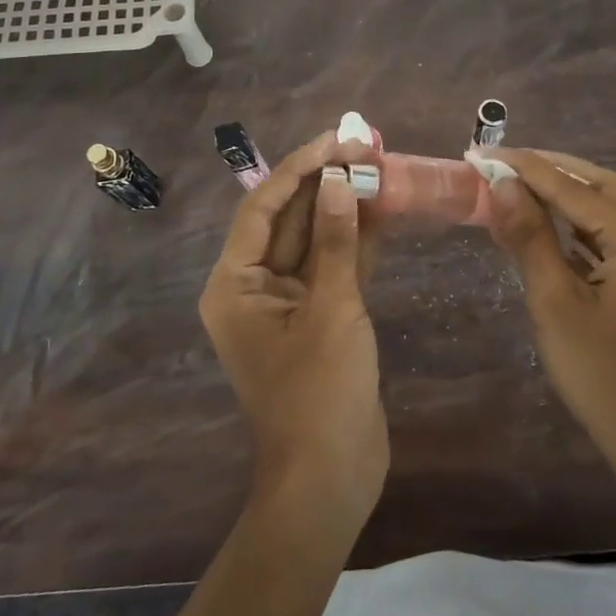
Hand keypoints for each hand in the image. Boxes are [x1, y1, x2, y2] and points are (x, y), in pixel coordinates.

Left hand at [199, 132, 388, 538]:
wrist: (331, 476)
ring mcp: (286, 303)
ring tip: (378, 166)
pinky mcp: (316, 317)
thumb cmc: (320, 392)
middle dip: (326, 183)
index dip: (300, 168)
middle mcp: (252, 287)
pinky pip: (331, 267)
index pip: (263, 207)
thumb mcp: (331, 308)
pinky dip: (354, 241)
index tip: (337, 138)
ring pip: (314, 241)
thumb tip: (338, 179)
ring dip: (344, 207)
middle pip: (289, 220)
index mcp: (234, 284)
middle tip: (365, 144)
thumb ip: (335, 240)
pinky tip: (382, 209)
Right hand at [485, 148, 615, 489]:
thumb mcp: (555, 302)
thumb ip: (530, 237)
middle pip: (601, 186)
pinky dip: (584, 227)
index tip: (482, 152)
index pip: (574, 187)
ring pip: (612, 210)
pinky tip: (553, 229)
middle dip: (551, 171)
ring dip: (568, 197)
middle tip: (502, 165)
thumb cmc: (601, 374)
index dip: (525, 168)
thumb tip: (503, 185)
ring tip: (519, 189)